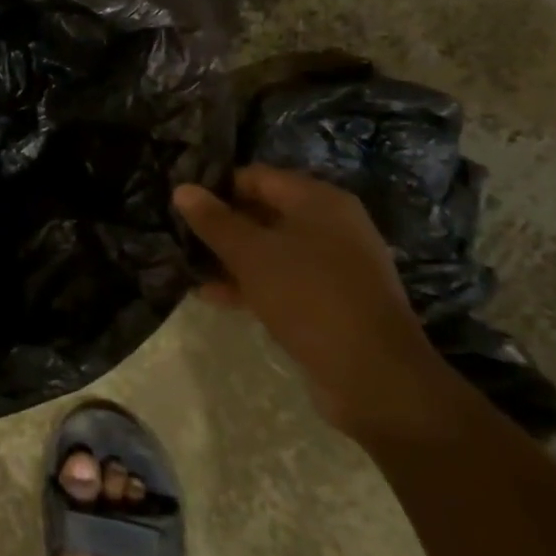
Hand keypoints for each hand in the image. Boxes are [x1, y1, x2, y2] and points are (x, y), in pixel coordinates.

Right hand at [174, 166, 448, 437]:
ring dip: (231, 257)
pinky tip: (212, 295)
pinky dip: (250, 283)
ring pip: (271, 249)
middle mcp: (330, 224)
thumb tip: (182, 188)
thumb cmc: (310, 298)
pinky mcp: (331, 300)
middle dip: (222, 224)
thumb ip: (214, 221)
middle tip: (180, 234)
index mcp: (318, 200)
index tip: (181, 203)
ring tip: (188, 264)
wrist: (376, 379)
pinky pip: (282, 279)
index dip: (217, 187)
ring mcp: (334, 265)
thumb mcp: (251, 255)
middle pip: (263, 211)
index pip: (256, 176)